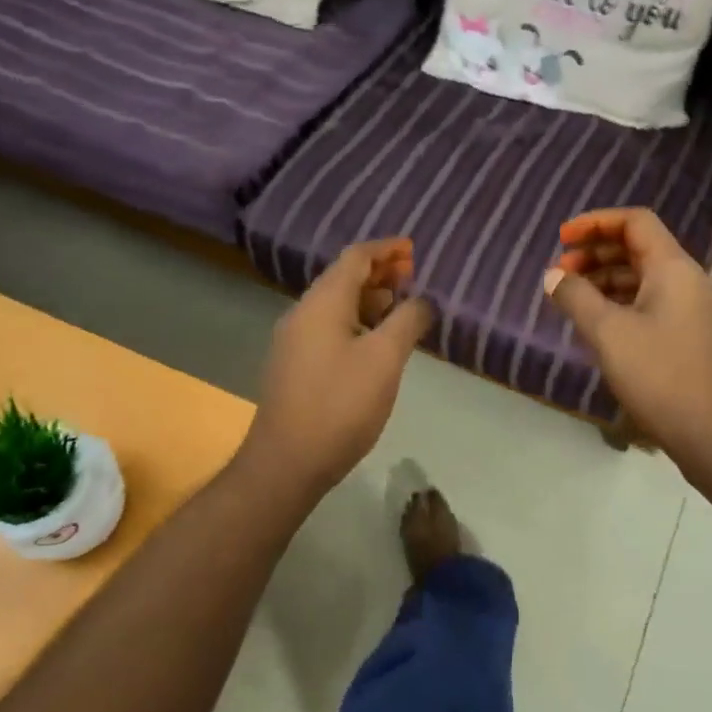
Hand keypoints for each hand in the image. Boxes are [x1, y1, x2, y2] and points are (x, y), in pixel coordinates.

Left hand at [244, 238, 434, 498]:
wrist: (287, 462)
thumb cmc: (340, 405)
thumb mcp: (385, 359)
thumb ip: (408, 321)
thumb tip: (424, 300)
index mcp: (322, 303)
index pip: (355, 257)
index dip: (386, 249)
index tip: (414, 250)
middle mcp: (302, 314)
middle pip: (343, 279)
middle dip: (380, 274)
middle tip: (413, 279)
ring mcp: (294, 342)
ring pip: (336, 306)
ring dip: (369, 301)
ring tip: (401, 310)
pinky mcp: (294, 367)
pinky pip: (329, 329)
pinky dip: (356, 324)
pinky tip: (376, 345)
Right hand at [544, 208, 711, 484]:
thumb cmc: (661, 376)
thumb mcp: (608, 334)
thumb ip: (576, 298)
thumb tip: (553, 275)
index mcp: (673, 268)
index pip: (635, 222)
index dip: (596, 222)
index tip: (562, 239)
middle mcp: (687, 281)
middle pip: (639, 248)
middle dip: (596, 252)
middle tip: (561, 271)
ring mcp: (691, 311)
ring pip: (644, 278)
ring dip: (606, 279)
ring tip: (572, 298)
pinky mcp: (689, 338)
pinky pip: (650, 304)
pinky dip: (620, 304)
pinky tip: (598, 325)